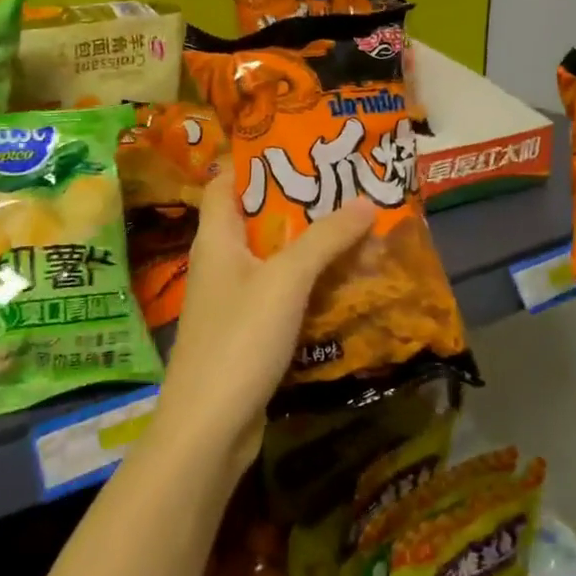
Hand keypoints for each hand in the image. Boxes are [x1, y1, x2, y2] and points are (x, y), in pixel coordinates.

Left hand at [153, 161, 376, 474]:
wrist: (209, 428)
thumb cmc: (240, 339)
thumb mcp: (286, 280)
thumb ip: (325, 238)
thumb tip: (366, 200)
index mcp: (216, 239)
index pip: (226, 183)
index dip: (256, 161)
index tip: (300, 147)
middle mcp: (219, 263)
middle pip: (256, 219)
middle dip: (298, 204)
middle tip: (345, 188)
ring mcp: (232, 301)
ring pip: (272, 260)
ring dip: (308, 247)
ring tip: (354, 229)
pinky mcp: (247, 333)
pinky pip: (280, 296)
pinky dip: (308, 286)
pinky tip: (342, 284)